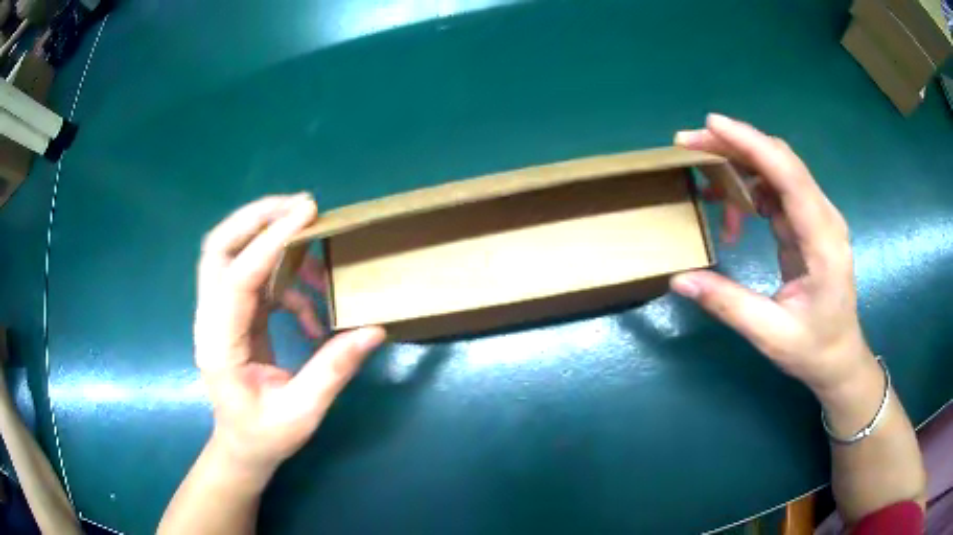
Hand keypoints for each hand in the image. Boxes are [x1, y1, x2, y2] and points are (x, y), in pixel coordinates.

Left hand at [194, 193, 385, 478]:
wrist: (242, 445)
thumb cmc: (265, 435)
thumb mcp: (302, 412)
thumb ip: (334, 370)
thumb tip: (374, 330)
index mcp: (220, 345)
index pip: (237, 278)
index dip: (270, 242)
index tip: (307, 213)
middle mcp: (211, 320)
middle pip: (219, 248)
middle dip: (256, 219)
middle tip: (301, 208)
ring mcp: (219, 315)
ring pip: (231, 254)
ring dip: (269, 237)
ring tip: (313, 242)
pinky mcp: (234, 315)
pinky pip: (254, 277)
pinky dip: (283, 278)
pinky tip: (311, 309)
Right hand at [670, 114, 872, 396]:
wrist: (840, 356)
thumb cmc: (813, 348)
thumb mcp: (770, 334)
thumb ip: (728, 304)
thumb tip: (679, 279)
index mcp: (823, 241)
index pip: (789, 176)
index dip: (752, 144)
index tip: (712, 125)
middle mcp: (823, 218)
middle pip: (780, 161)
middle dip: (735, 145)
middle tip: (689, 145)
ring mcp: (816, 218)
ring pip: (776, 171)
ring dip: (739, 166)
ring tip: (704, 184)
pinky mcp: (807, 224)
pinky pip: (775, 191)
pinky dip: (748, 191)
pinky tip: (731, 210)